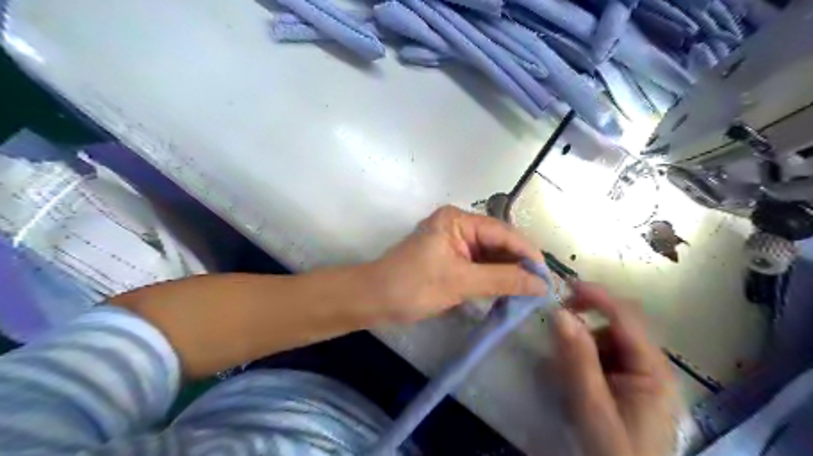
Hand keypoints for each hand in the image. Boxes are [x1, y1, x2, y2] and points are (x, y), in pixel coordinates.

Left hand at [369, 207, 544, 323]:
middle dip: (518, 264)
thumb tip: (541, 285)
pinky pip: (478, 265)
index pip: (503, 232)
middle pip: (498, 242)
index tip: (548, 277)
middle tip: (541, 288)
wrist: (373, 300)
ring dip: (507, 273)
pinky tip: (507, 291)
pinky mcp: (449, 258)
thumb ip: (503, 280)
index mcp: (457, 220)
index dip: (527, 254)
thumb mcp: (460, 282)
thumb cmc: (413, 286)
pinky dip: (492, 278)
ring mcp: (453, 242)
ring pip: (490, 255)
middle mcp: (457, 225)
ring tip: (529, 292)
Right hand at [553, 282, 681, 455]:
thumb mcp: (591, 407)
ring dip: (582, 346)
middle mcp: (652, 366)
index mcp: (653, 369)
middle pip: (616, 326)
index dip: (596, 295)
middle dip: (584, 326)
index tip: (562, 286)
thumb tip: (560, 313)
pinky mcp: (630, 385)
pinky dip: (585, 360)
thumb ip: (577, 359)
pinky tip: (575, 380)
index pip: (626, 316)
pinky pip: (605, 358)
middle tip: (555, 334)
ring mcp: (642, 375)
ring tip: (564, 372)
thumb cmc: (614, 453)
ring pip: (607, 341)